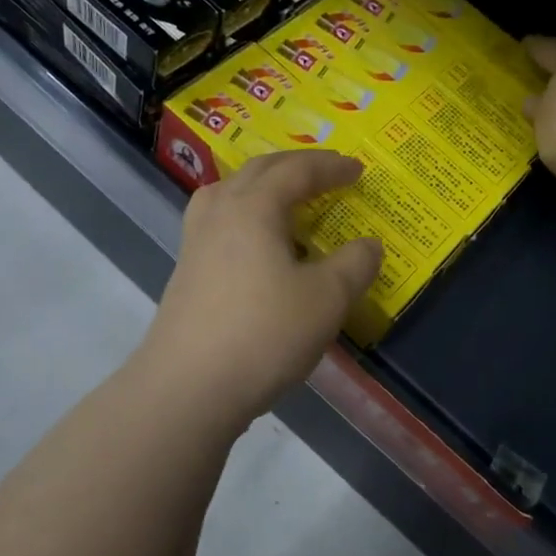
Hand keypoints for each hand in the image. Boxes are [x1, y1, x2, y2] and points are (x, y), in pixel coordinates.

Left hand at [137, 151, 382, 425]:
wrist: (189, 388)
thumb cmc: (264, 334)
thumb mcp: (327, 299)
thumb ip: (354, 264)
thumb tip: (368, 244)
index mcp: (253, 208)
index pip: (296, 171)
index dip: (330, 167)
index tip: (358, 170)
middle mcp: (219, 214)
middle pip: (257, 172)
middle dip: (295, 168)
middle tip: (326, 176)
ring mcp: (195, 244)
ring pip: (229, 195)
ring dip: (262, 188)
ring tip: (285, 202)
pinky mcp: (186, 274)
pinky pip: (219, 224)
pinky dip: (246, 218)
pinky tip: (259, 249)